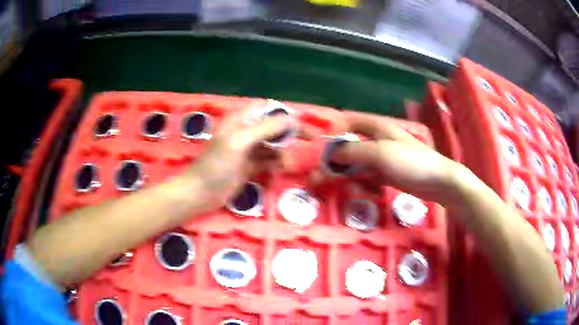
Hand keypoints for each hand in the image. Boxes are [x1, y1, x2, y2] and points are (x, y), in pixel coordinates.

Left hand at [187, 104, 292, 209]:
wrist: (202, 193)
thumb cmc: (217, 164)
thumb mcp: (240, 142)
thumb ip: (265, 128)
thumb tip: (292, 119)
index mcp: (241, 120)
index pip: (267, 108)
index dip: (284, 112)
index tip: (302, 122)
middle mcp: (246, 131)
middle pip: (274, 125)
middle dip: (291, 131)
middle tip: (311, 139)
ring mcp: (249, 149)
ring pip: (274, 143)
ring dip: (284, 150)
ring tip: (288, 162)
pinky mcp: (250, 165)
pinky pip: (269, 159)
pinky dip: (277, 162)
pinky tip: (281, 168)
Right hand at [328, 112, 463, 205]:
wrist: (438, 181)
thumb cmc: (411, 162)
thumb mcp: (380, 154)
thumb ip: (353, 151)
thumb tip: (331, 154)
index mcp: (376, 127)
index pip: (348, 122)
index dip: (333, 132)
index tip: (320, 150)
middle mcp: (377, 140)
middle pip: (349, 146)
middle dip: (334, 161)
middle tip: (318, 177)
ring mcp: (382, 158)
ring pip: (357, 163)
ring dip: (346, 174)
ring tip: (337, 187)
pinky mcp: (387, 173)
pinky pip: (367, 175)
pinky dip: (360, 182)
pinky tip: (359, 190)